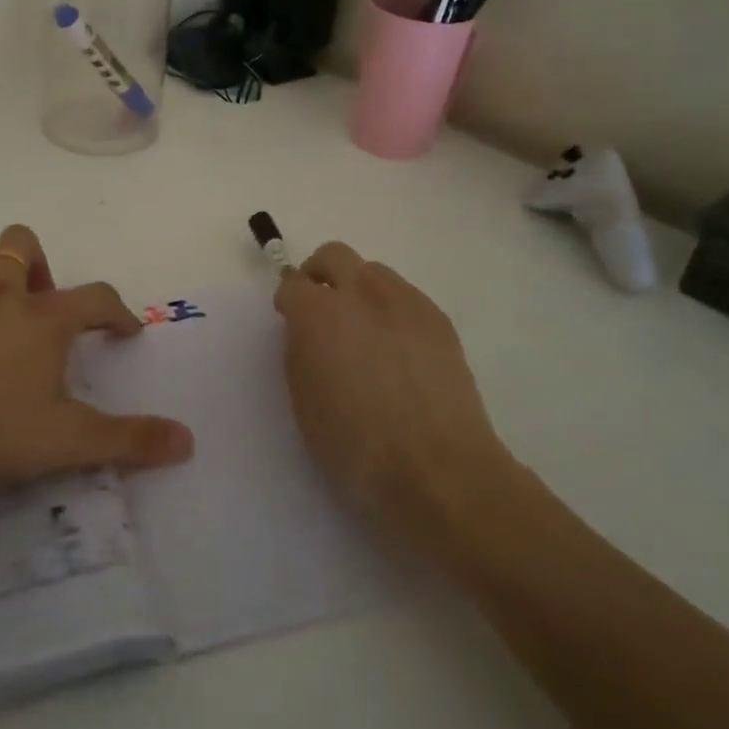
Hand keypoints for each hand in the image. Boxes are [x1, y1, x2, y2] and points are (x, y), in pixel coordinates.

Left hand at [0, 225, 194, 502]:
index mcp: (43, 319)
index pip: (97, 298)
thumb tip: (188, 440)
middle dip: (39, 263)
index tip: (125, 330)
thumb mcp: (68, 441)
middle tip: (40, 304)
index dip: (117, 311)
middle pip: (23, 243)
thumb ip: (129, 439)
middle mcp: (0, 293)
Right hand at [274, 242, 519, 544]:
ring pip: (373, 271)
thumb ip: (299, 354)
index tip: (290, 321)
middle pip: (333, 256)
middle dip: (320, 275)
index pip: (291, 284)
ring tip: (363, 330)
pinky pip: (405, 295)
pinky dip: (391, 308)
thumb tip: (306, 333)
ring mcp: (406, 302)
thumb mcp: (305, 403)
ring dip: (358, 288)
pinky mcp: (438, 319)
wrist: (441, 472)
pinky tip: (397, 348)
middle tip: (320, 310)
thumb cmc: (358, 448)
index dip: (287, 302)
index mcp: (319, 314)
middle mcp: (361, 294)